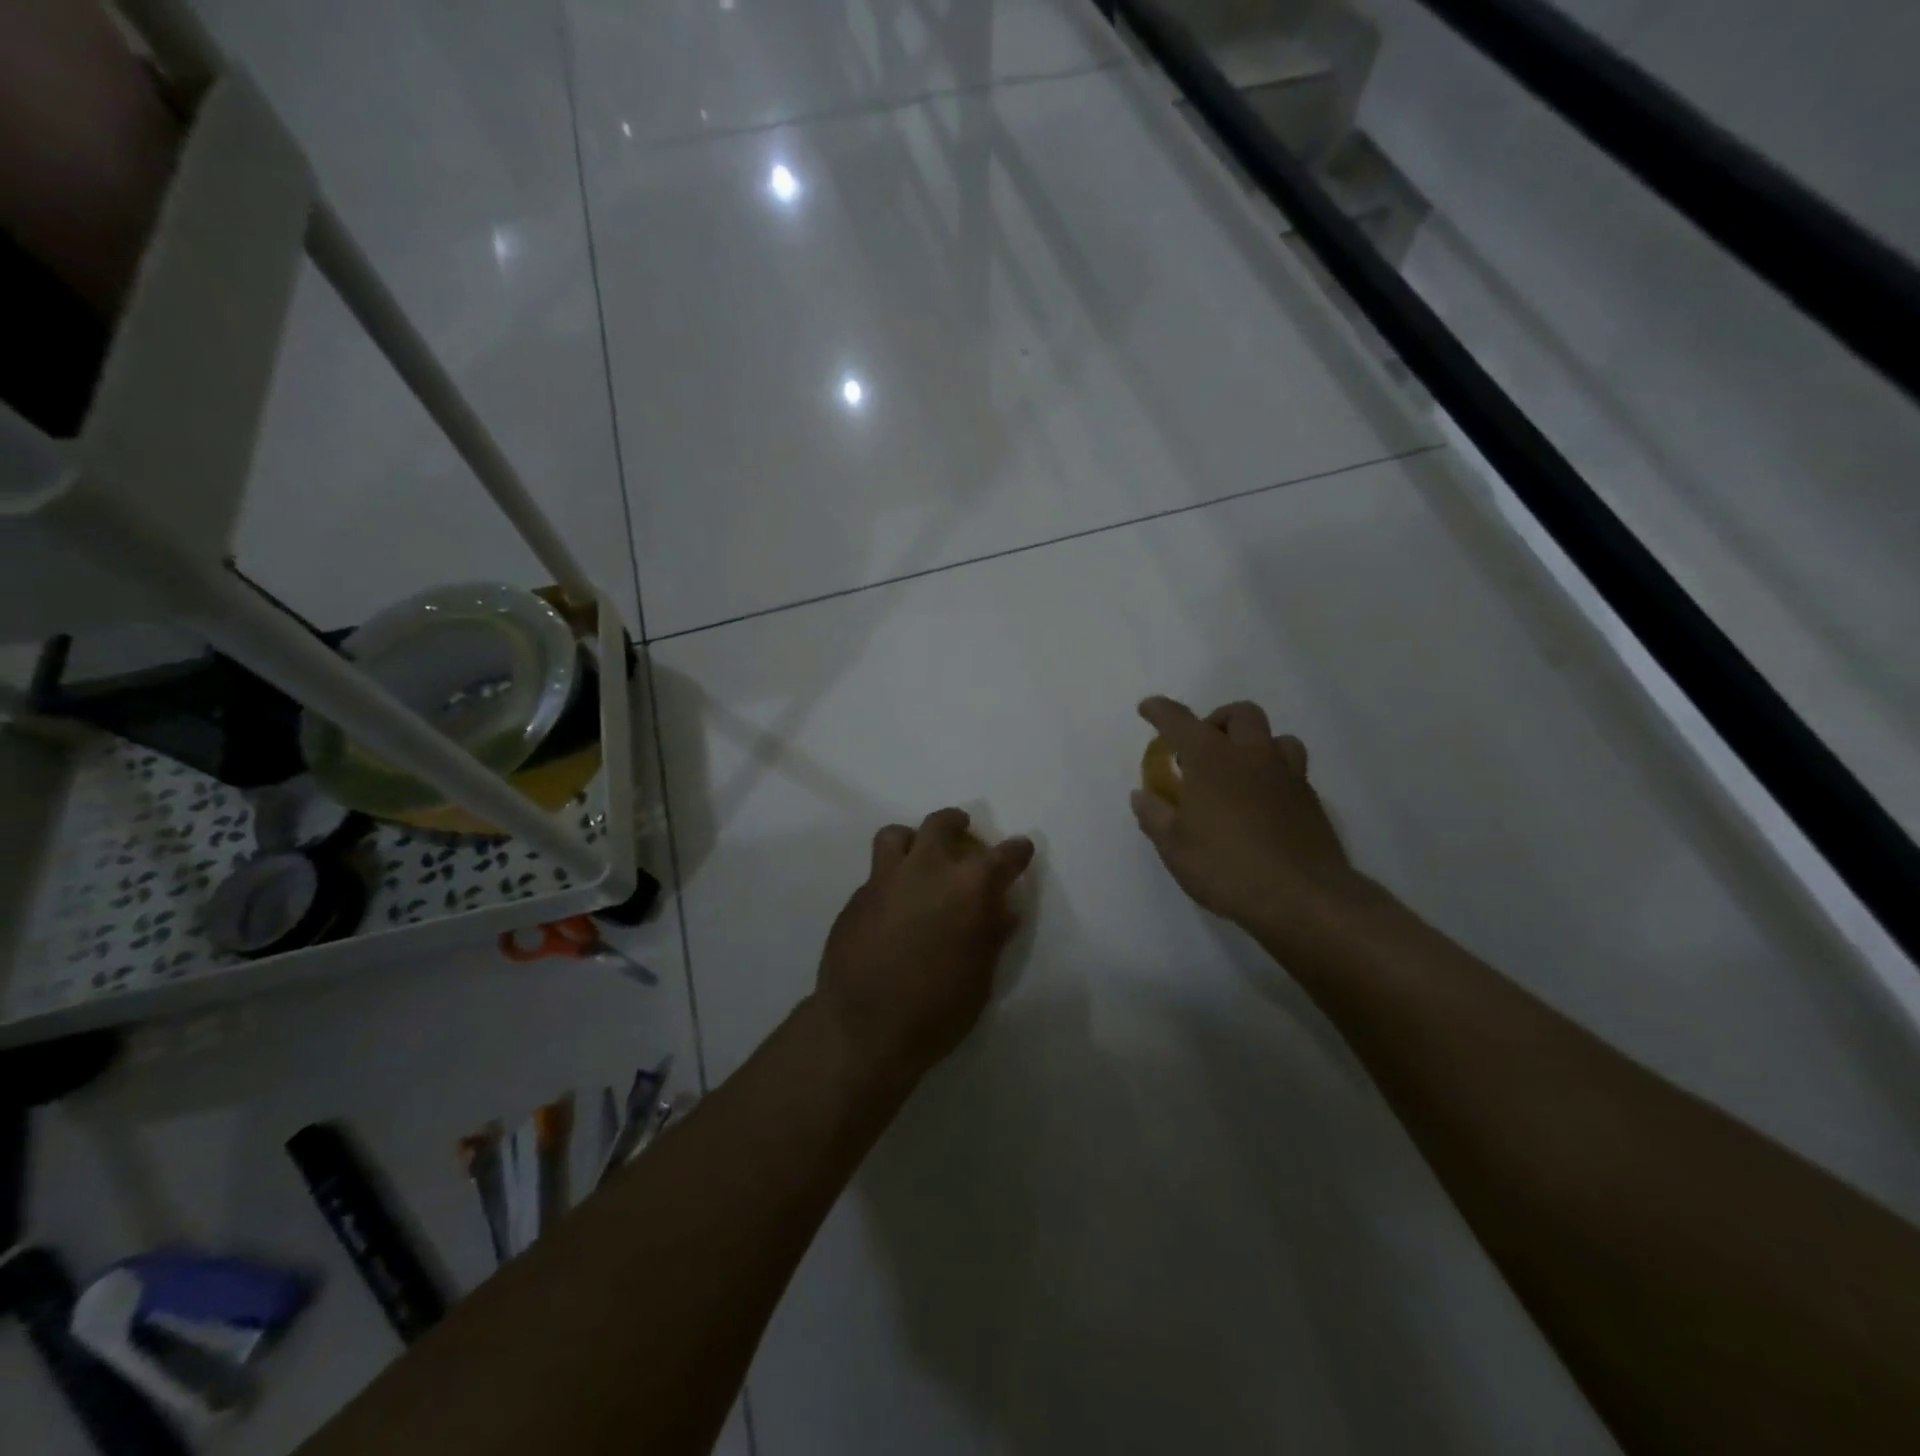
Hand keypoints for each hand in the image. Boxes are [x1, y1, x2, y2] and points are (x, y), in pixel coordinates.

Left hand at [815, 809, 1034, 1081]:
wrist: (864, 1029)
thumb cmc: (937, 1009)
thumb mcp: (980, 976)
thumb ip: (991, 934)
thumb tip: (1002, 909)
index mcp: (968, 887)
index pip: (1003, 856)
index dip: (1016, 851)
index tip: (1020, 850)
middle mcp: (926, 870)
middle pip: (941, 825)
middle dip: (956, 824)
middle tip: (962, 831)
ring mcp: (885, 880)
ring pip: (897, 835)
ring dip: (913, 839)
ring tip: (918, 855)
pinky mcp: (856, 897)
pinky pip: (876, 872)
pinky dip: (891, 876)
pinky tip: (893, 904)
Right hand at [1130, 696, 1356, 940]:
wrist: (1302, 897)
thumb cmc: (1226, 867)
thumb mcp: (1174, 846)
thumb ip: (1154, 815)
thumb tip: (1142, 795)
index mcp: (1211, 759)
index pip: (1179, 720)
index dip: (1160, 710)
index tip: (1147, 708)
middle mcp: (1251, 755)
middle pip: (1239, 714)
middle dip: (1217, 720)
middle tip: (1201, 748)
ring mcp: (1287, 775)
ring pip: (1275, 738)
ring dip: (1253, 744)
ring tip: (1238, 771)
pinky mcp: (1310, 800)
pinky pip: (1291, 769)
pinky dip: (1271, 773)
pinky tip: (1260, 803)